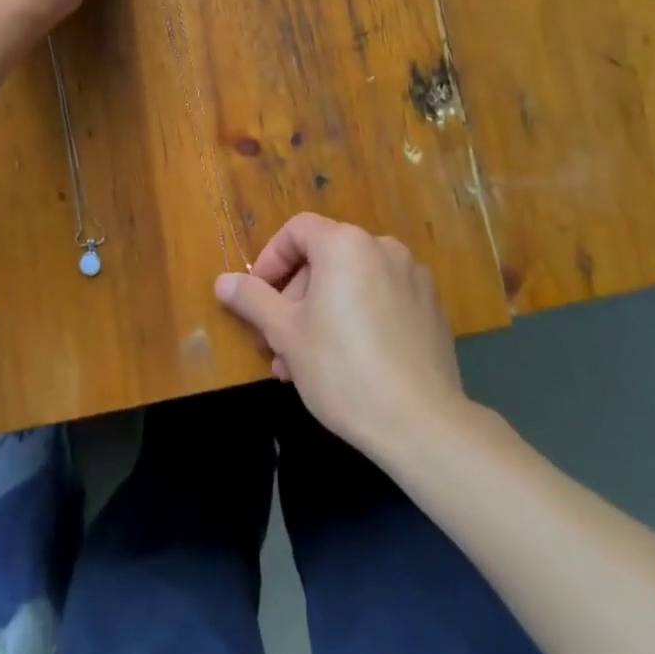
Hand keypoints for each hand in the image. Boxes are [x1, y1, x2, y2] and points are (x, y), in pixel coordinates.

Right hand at [215, 212, 465, 455]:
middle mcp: (383, 247)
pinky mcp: (432, 307)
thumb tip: (222, 281)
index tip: (258, 298)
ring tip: (308, 360)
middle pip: (325, 257)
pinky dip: (359, 316)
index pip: (297, 230)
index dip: (271, 260)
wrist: (422, 423)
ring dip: (323, 310)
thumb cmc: (342, 369)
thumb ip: (252, 299)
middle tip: (280, 340)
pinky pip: (382, 298)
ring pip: (352, 282)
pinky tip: (351, 361)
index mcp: (345, 244)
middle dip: (296, 295)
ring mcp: (413, 277)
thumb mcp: (285, 333)